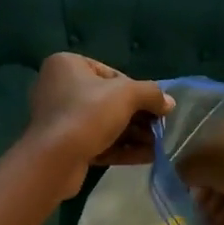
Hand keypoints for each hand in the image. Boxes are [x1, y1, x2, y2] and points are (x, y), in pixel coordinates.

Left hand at [26, 53, 175, 198]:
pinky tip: (147, 157)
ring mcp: (59, 118)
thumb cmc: (88, 114)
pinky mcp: (63, 145)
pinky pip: (97, 141)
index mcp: (67, 65)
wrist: (54, 160)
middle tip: (161, 128)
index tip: (155, 107)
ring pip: (104, 123)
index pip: (111, 74)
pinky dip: (121, 148)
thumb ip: (151, 94)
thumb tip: (169, 102)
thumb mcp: (126, 95)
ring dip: (133, 134)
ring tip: (159, 146)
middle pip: (109, 100)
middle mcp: (59, 87)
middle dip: (138, 116)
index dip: (136, 91)